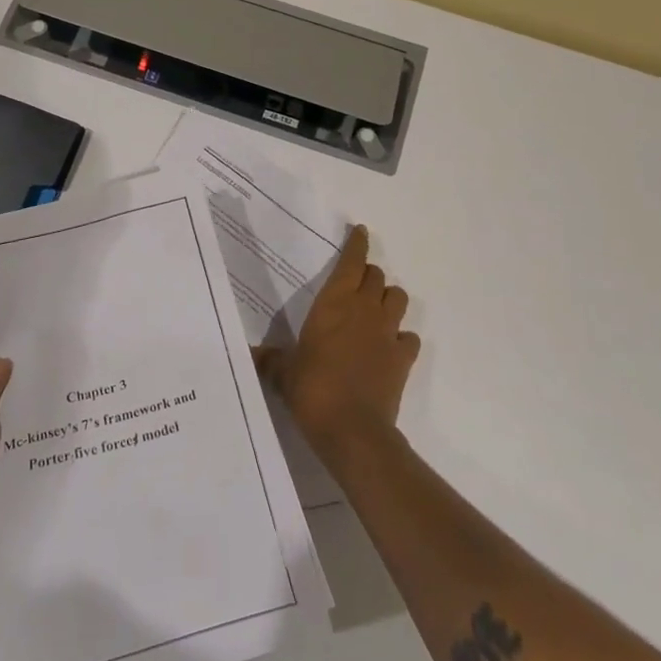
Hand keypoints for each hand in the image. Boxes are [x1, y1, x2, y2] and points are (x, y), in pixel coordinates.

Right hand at [256, 225, 418, 459]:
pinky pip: (409, 337)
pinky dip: (402, 338)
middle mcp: (364, 309)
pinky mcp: (403, 358)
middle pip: (376, 276)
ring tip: (376, 310)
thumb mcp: (283, 372)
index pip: (351, 261)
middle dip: (368, 275)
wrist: (352, 429)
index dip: (357, 244)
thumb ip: (270, 358)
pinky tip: (390, 347)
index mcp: (334, 303)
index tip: (359, 231)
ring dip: (388, 299)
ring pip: (398, 298)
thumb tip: (250, 354)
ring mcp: (388, 333)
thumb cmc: (312, 389)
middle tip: (356, 284)